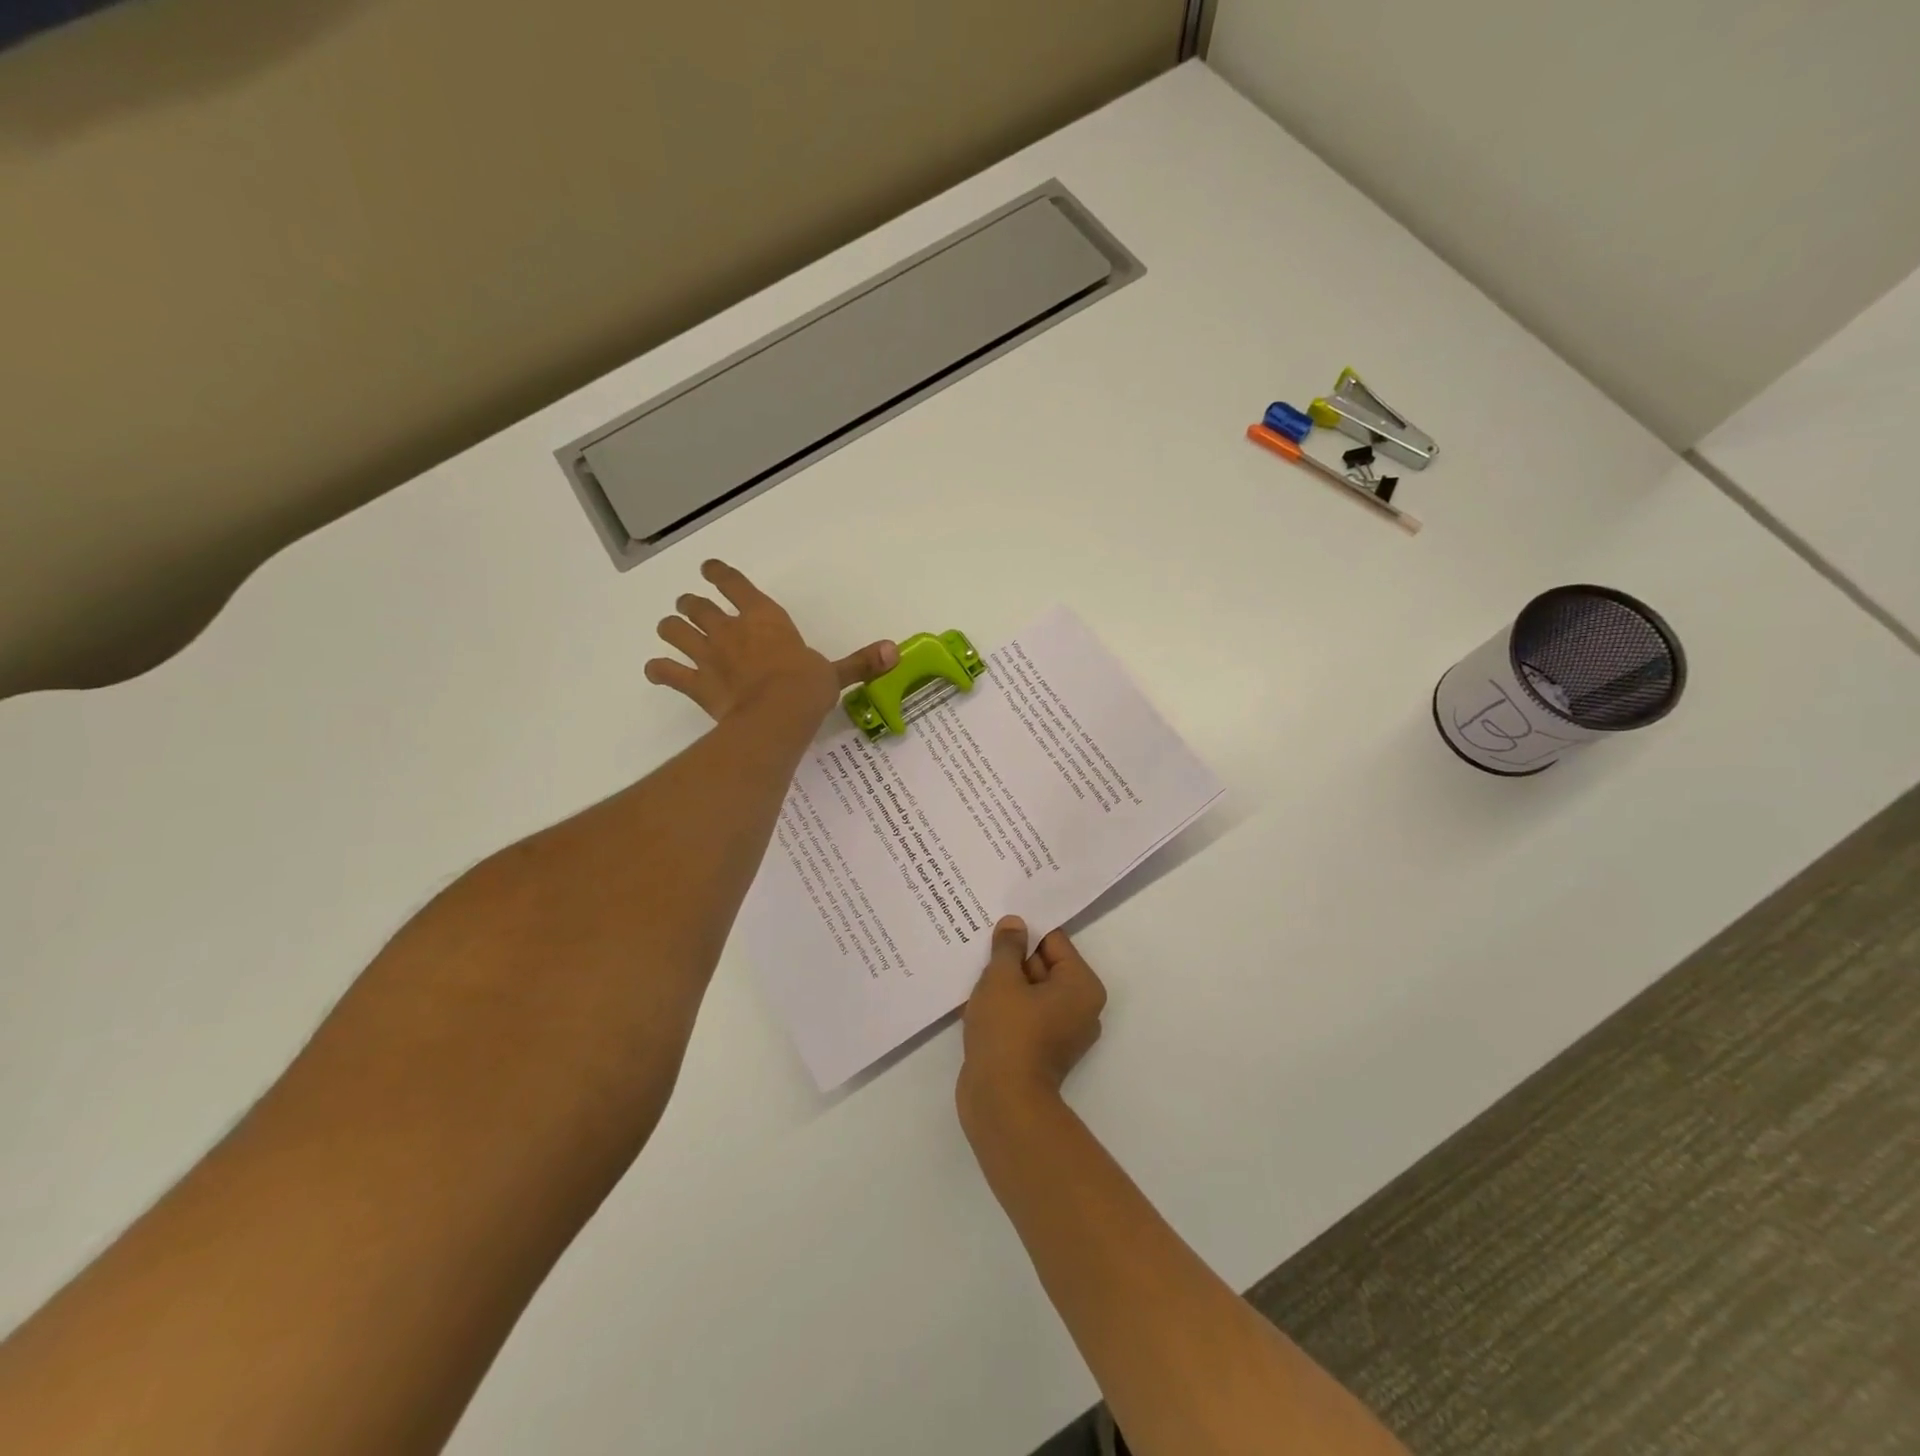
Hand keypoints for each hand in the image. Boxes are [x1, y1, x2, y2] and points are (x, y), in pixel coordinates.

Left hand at [644, 560, 897, 723]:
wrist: (777, 716)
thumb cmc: (807, 688)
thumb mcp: (836, 673)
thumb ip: (860, 662)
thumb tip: (895, 651)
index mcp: (764, 619)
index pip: (735, 585)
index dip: (719, 574)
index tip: (708, 568)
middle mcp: (730, 630)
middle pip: (697, 606)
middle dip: (691, 604)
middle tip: (690, 607)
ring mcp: (708, 656)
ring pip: (675, 631)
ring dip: (671, 630)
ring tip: (671, 633)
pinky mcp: (696, 684)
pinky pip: (667, 673)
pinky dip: (659, 671)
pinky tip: (657, 671)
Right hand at [959, 917, 1106, 1116]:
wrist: (1001, 1102)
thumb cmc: (1008, 1032)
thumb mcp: (1002, 979)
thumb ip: (1008, 947)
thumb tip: (1015, 923)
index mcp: (1082, 986)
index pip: (1053, 941)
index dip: (1023, 932)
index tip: (996, 925)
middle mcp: (1081, 1008)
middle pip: (1043, 966)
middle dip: (1012, 959)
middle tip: (980, 945)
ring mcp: (1062, 1032)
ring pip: (1030, 992)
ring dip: (1004, 983)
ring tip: (974, 971)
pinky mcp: (1042, 1051)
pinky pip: (1024, 1015)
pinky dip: (1004, 1007)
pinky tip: (975, 1000)